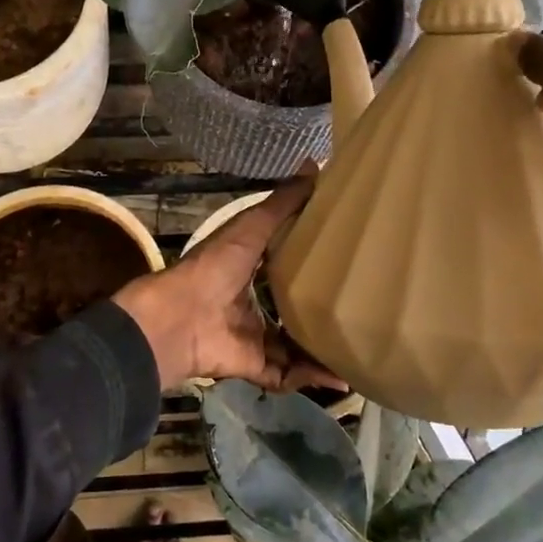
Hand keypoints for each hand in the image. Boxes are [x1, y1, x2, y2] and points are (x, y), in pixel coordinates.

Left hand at [111, 178, 344, 391]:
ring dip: (322, 352)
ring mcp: (251, 337)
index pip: (284, 267)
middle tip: (360, 311)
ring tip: (358, 349)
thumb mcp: (251, 228)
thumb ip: (282, 203)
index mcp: (248, 270)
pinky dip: (310, 377)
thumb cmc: (215, 266)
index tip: (345, 261)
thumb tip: (314, 163)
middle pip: (291, 310)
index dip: (310, 264)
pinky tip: (340, 377)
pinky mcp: (252, 365)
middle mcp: (250, 304)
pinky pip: (286, 375)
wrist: (182, 316)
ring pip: (294, 347)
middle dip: (320, 313)